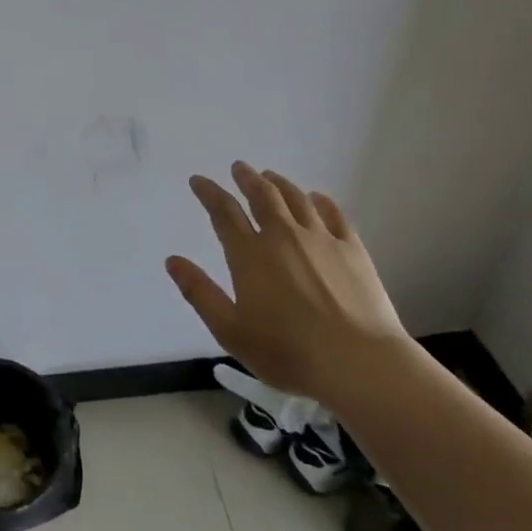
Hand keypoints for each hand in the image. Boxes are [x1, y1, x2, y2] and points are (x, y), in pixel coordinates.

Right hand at [166, 162, 407, 405]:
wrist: (359, 363)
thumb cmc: (287, 352)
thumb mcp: (230, 330)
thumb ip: (200, 293)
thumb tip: (172, 260)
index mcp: (249, 255)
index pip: (224, 213)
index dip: (209, 193)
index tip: (198, 180)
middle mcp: (283, 237)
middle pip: (262, 196)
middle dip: (247, 179)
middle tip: (239, 167)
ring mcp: (321, 239)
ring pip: (296, 199)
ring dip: (279, 184)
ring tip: (271, 176)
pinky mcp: (353, 250)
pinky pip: (334, 214)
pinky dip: (320, 201)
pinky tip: (316, 198)